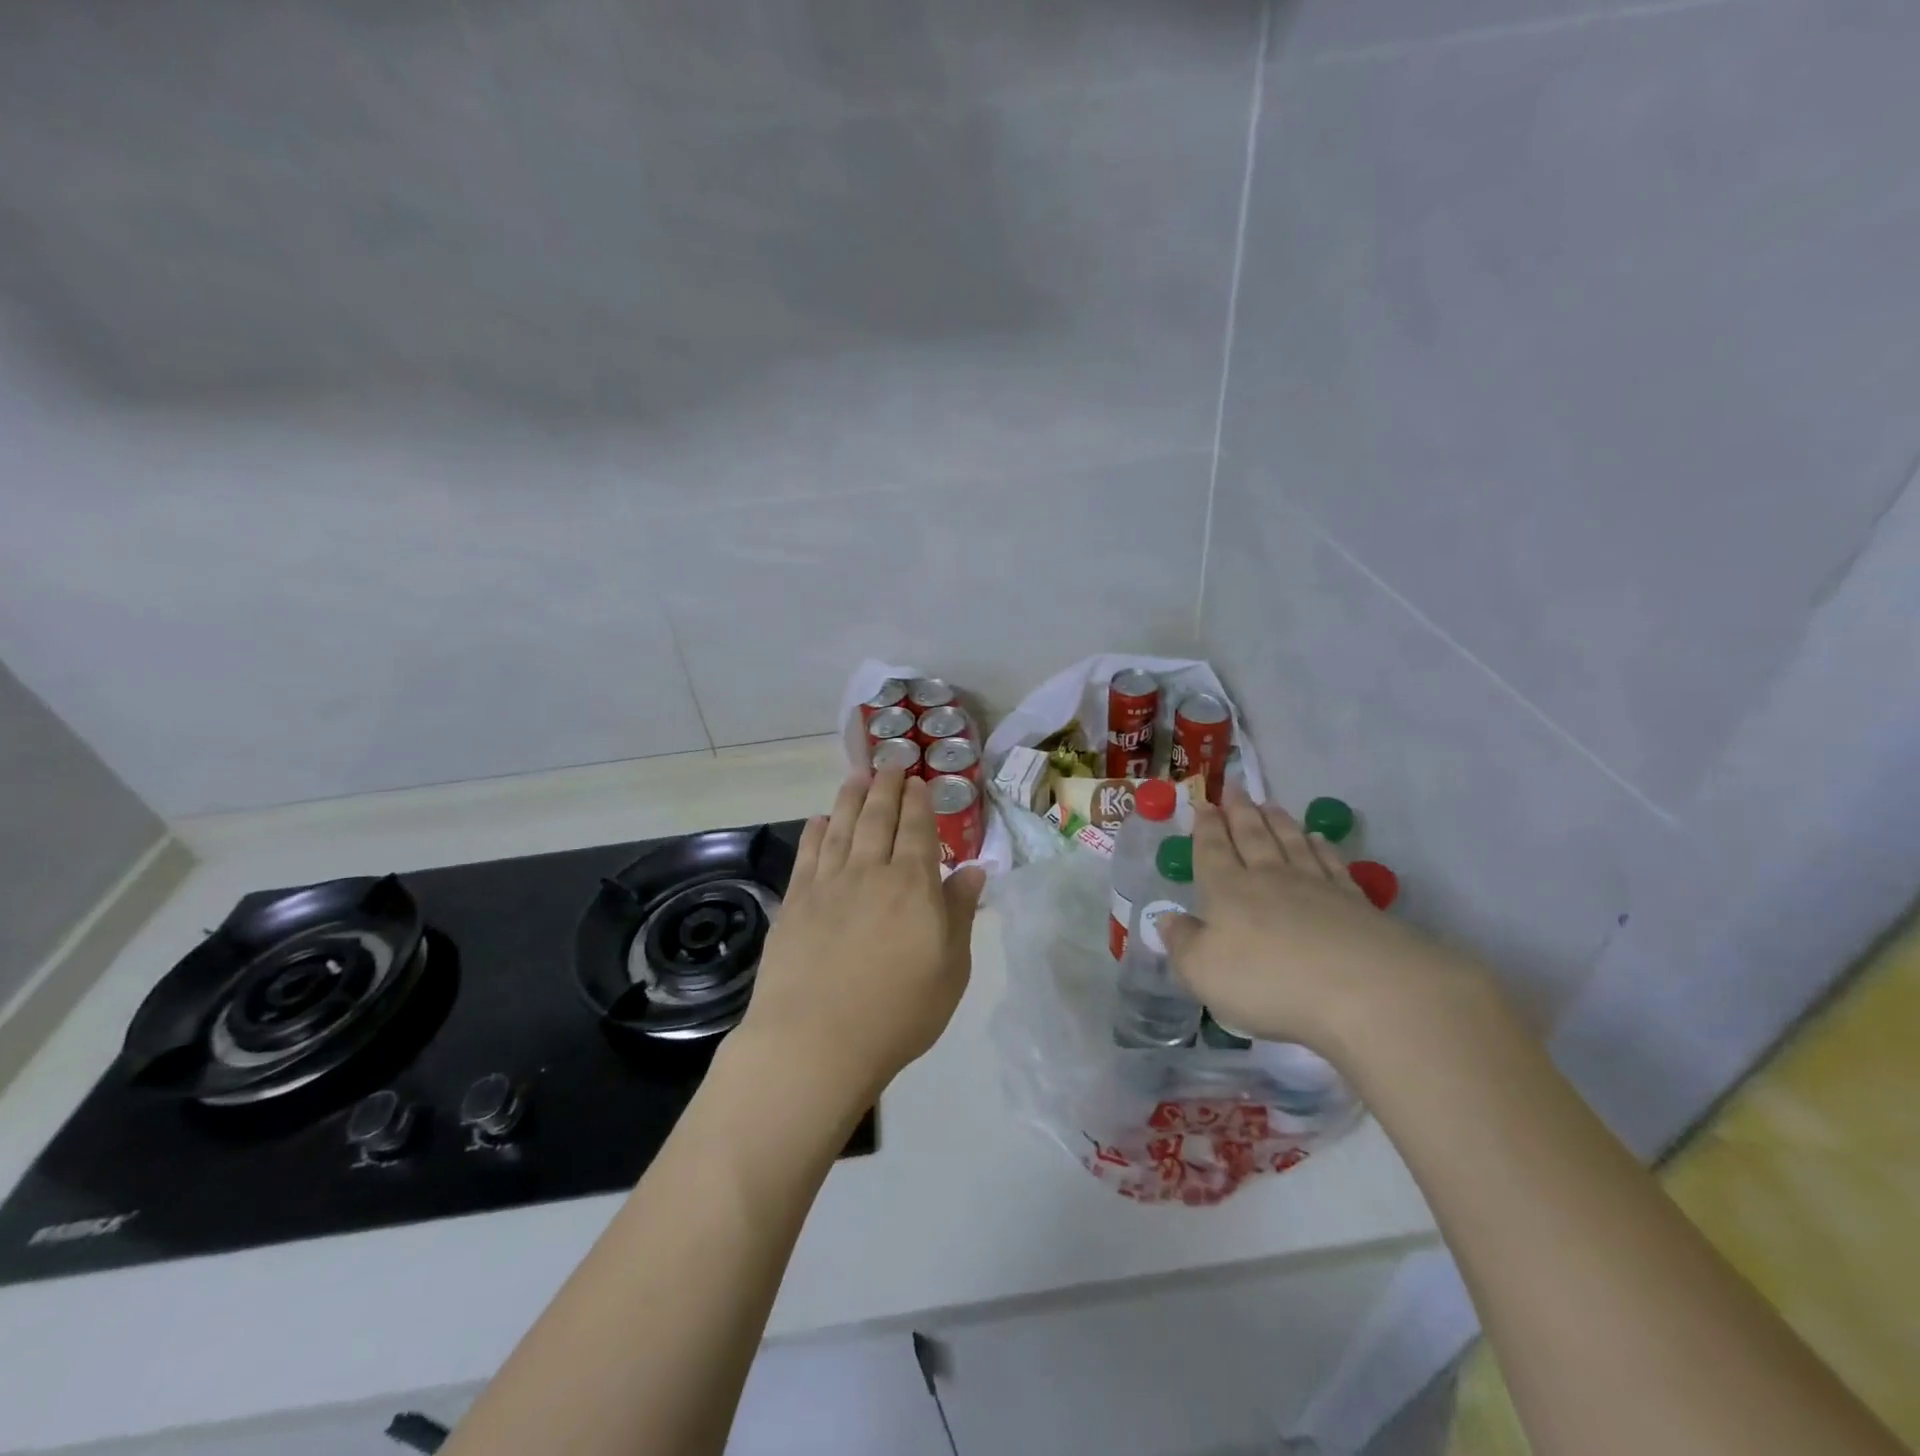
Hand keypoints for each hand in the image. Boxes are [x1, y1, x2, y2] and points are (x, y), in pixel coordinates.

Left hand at [738, 769, 986, 1103]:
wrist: (815, 1042)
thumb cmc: (897, 1012)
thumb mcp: (950, 970)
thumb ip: (959, 914)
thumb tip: (974, 870)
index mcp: (913, 885)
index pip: (918, 830)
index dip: (919, 802)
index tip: (918, 781)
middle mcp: (870, 872)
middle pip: (879, 818)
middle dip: (886, 787)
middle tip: (890, 763)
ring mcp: (828, 884)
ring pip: (842, 826)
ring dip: (851, 797)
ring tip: (857, 775)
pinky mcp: (795, 902)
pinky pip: (808, 854)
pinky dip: (816, 832)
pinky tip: (820, 819)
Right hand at [1160, 783, 1483, 1056]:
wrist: (1365, 990)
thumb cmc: (1269, 982)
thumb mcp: (1204, 971)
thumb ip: (1182, 943)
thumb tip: (1166, 918)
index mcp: (1227, 891)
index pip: (1212, 850)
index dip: (1205, 827)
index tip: (1203, 804)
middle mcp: (1269, 878)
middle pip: (1251, 836)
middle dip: (1239, 812)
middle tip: (1234, 788)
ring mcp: (1316, 886)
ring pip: (1291, 842)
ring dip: (1278, 822)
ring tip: (1270, 804)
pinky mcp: (1355, 902)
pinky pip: (1331, 864)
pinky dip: (1322, 848)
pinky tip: (1319, 839)